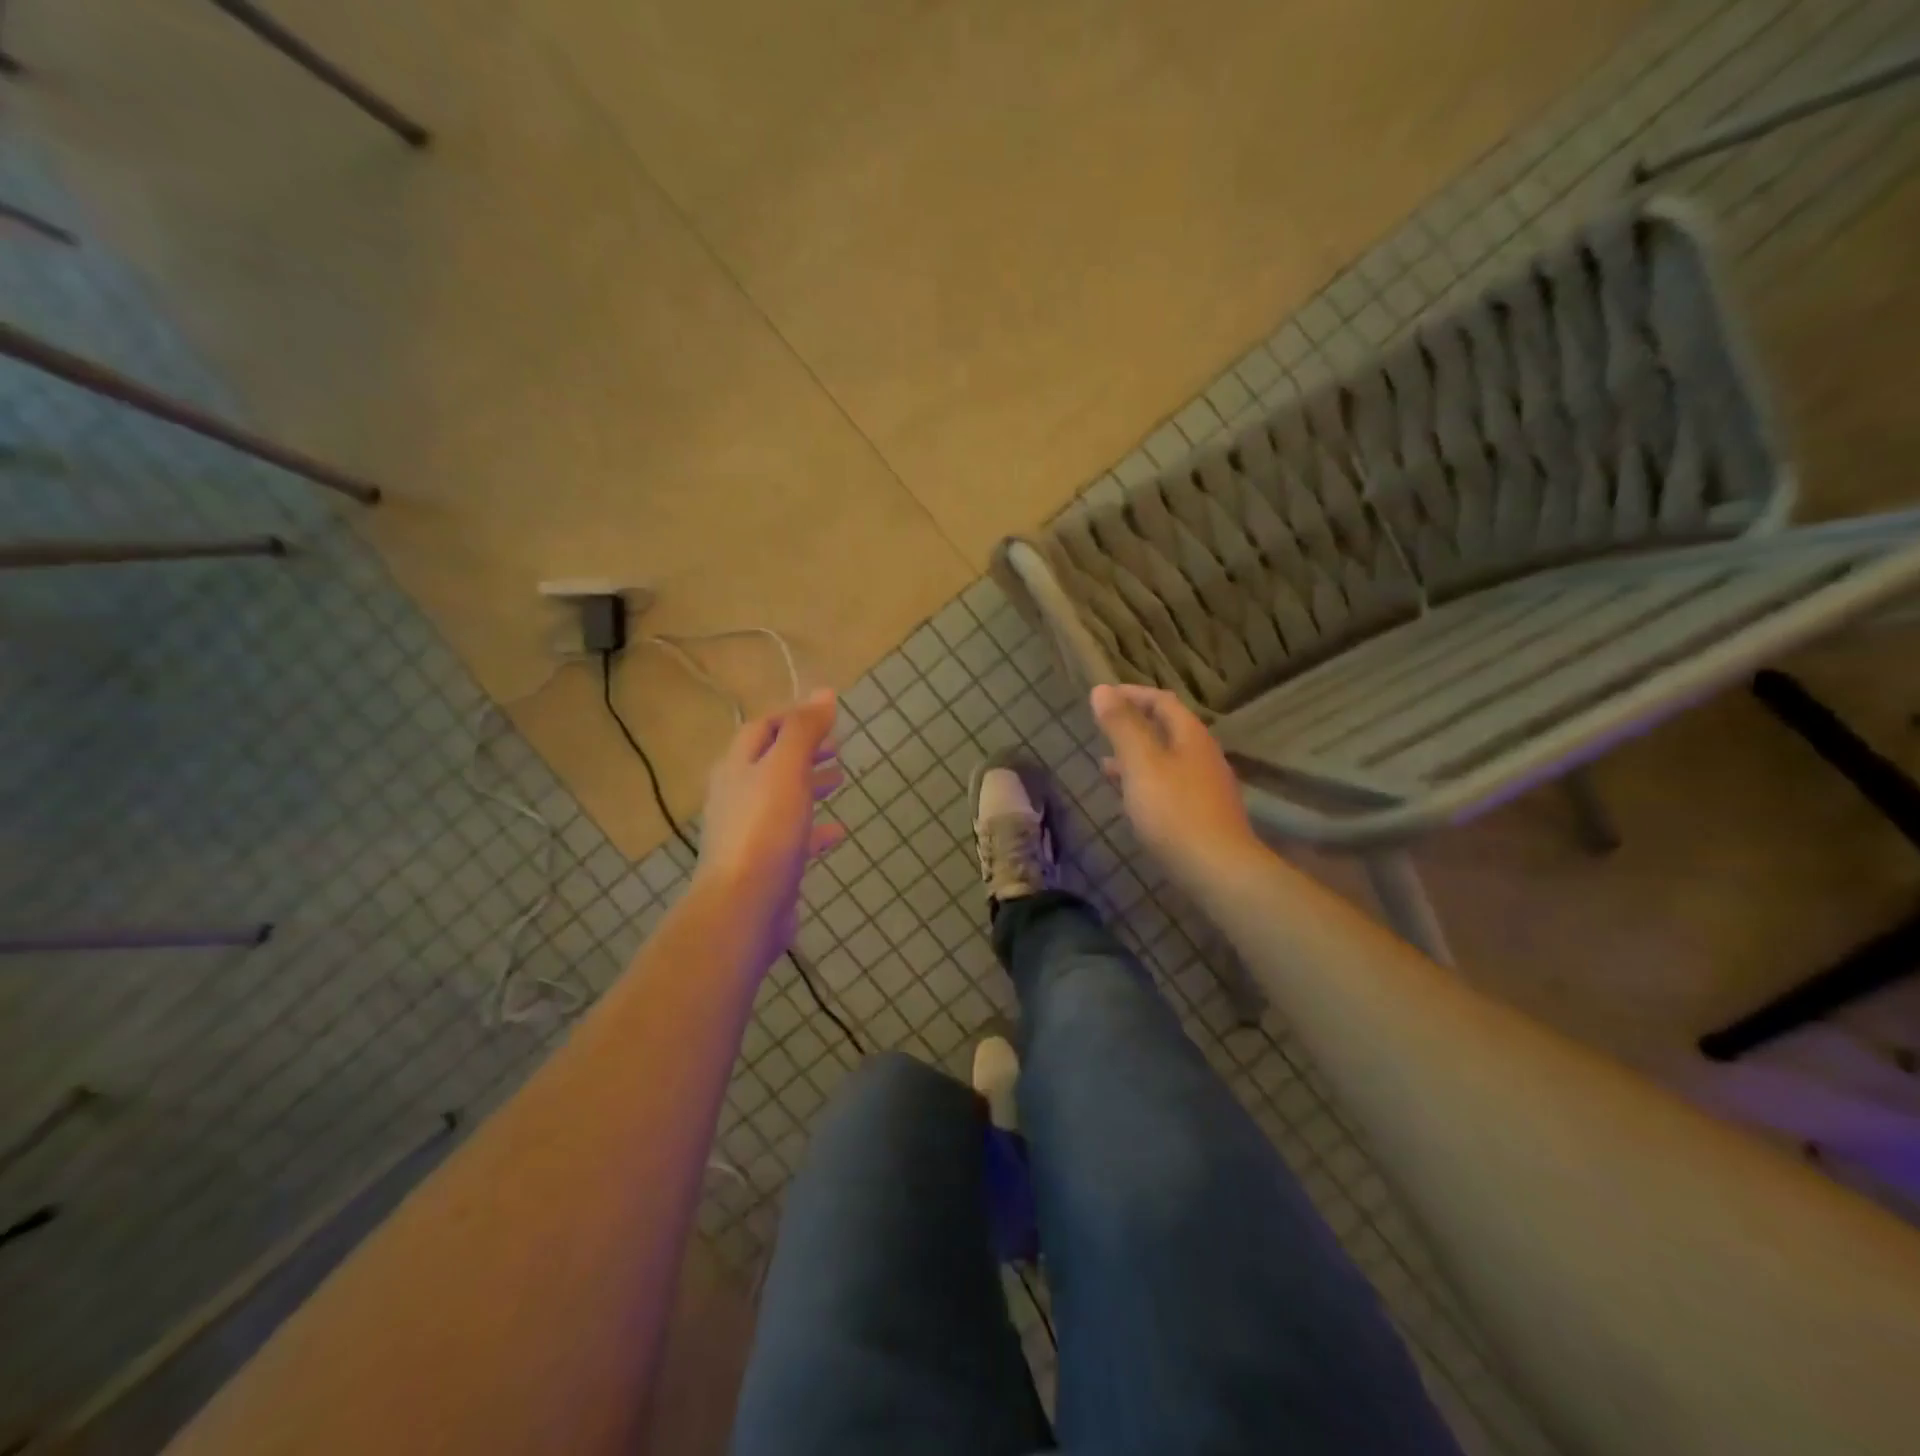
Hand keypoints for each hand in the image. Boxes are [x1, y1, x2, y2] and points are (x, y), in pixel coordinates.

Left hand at [693, 688, 846, 964]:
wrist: (743, 907)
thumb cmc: (765, 830)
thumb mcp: (786, 769)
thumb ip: (804, 730)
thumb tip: (824, 692)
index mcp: (738, 767)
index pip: (762, 728)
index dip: (792, 718)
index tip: (826, 717)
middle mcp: (737, 795)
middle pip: (771, 762)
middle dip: (803, 751)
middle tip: (837, 747)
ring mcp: (749, 832)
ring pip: (782, 798)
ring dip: (809, 785)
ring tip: (839, 780)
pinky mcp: (765, 864)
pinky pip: (793, 837)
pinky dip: (815, 829)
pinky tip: (838, 832)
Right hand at [1092, 683, 1260, 885]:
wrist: (1218, 870)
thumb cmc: (1174, 811)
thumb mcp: (1141, 763)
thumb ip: (1122, 726)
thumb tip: (1102, 689)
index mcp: (1190, 736)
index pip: (1162, 701)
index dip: (1132, 694)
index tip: (1102, 697)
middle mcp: (1203, 755)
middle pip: (1167, 729)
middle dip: (1133, 725)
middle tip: (1102, 728)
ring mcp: (1206, 786)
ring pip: (1166, 759)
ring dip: (1136, 756)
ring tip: (1105, 763)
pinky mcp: (1202, 814)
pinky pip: (1169, 785)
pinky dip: (1145, 781)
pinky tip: (1130, 798)